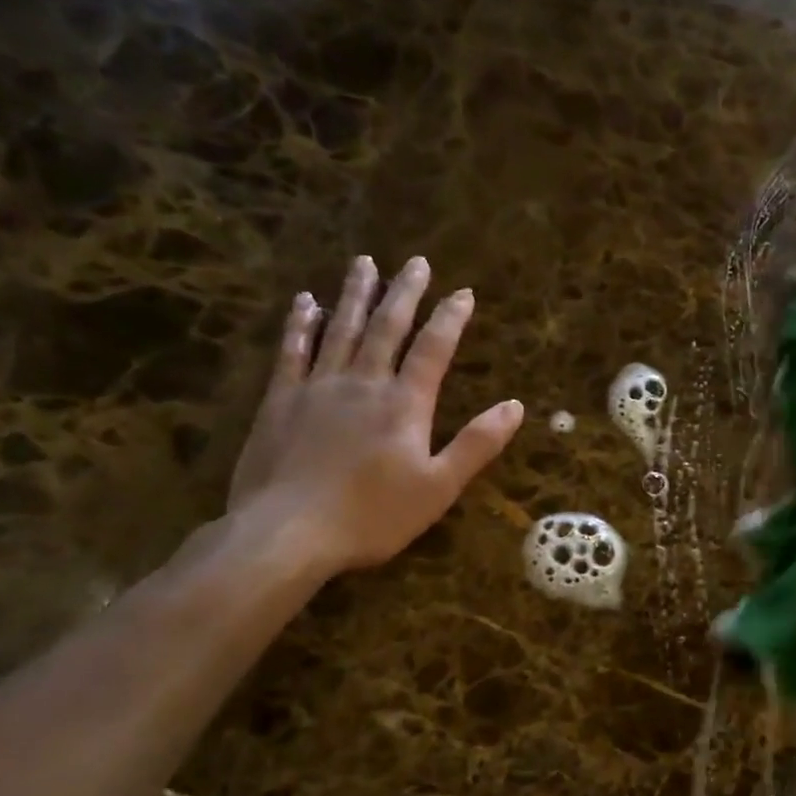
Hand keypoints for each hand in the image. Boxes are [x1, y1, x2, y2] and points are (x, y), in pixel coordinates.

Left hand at [228, 254, 523, 576]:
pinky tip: (307, 303)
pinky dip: (301, 323)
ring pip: (341, 328)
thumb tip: (515, 406)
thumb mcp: (439, 487)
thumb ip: (477, 444)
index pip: (433, 350)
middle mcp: (363, 383)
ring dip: (355, 294)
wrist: (287, 533)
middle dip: (404, 293)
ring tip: (364, 263)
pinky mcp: (280, 400)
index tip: (463, 292)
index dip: (450, 319)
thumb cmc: (373, 516)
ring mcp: (317, 387)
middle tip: (415, 262)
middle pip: (387, 327)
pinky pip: (292, 350)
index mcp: (405, 404)